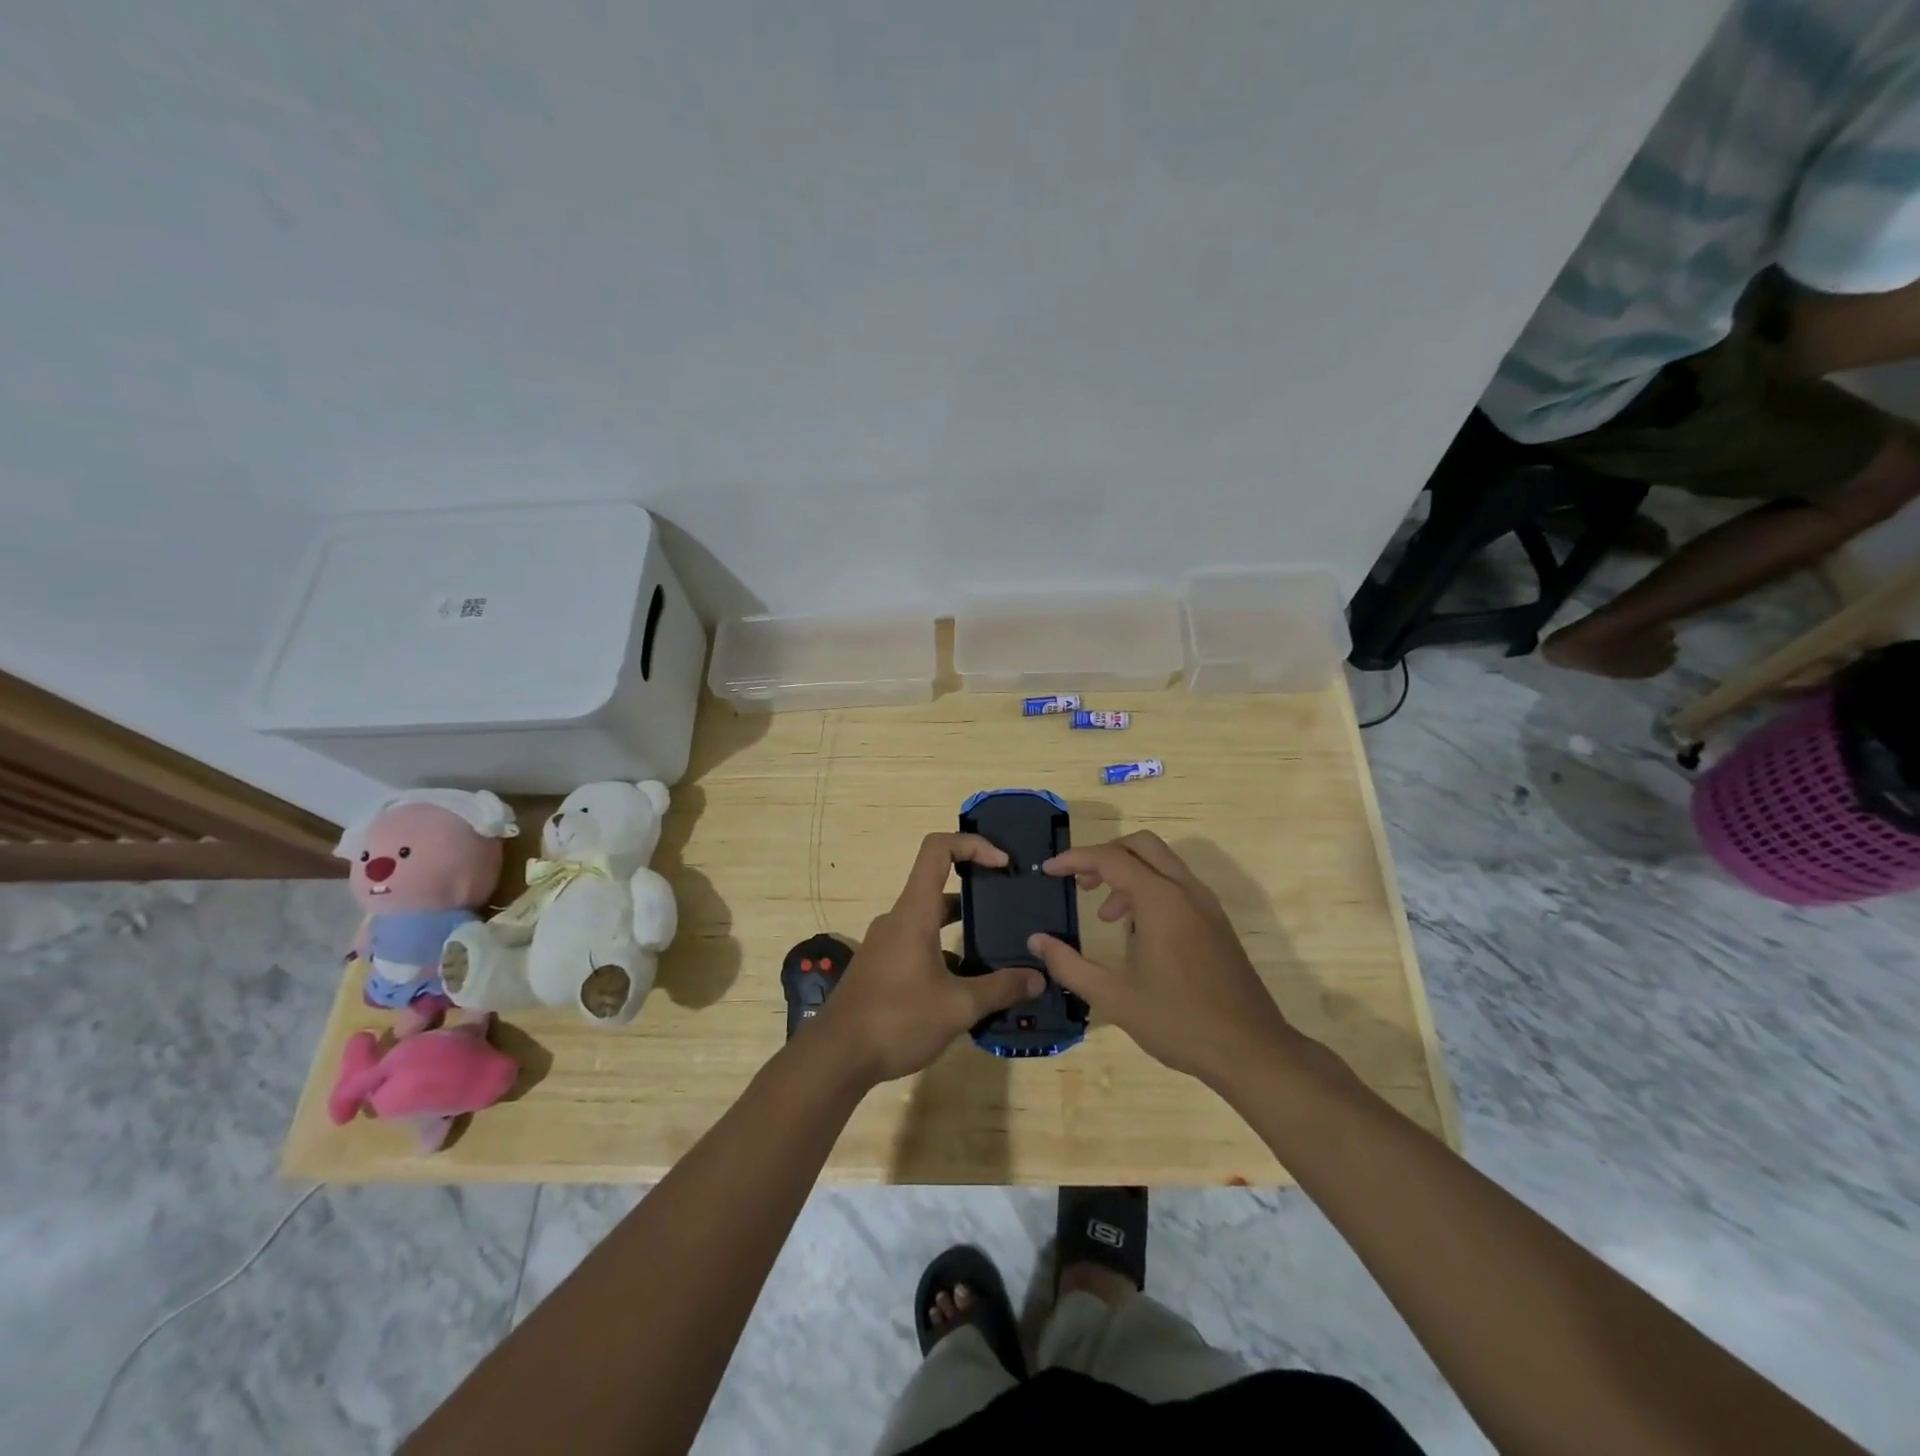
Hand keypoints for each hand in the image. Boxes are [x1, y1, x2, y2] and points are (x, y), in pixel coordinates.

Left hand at [813, 833, 1043, 1085]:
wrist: (836, 1057)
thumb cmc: (897, 1019)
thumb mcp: (958, 1006)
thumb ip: (1001, 989)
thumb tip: (1038, 978)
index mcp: (914, 912)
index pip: (938, 850)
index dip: (973, 844)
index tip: (1003, 864)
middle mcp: (898, 919)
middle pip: (939, 887)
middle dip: (977, 894)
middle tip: (1010, 911)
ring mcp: (886, 943)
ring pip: (929, 921)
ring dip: (962, 931)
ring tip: (997, 953)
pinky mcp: (880, 967)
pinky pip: (918, 945)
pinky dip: (944, 954)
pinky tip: (966, 987)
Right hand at [1028, 832, 1296, 1090]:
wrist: (1251, 1051)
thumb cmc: (1179, 1023)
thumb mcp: (1114, 997)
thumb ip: (1069, 965)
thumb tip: (1036, 941)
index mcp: (1161, 901)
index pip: (1111, 859)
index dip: (1075, 859)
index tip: (1049, 871)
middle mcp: (1186, 891)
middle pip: (1141, 845)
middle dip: (1105, 855)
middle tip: (1080, 883)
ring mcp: (1207, 905)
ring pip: (1162, 863)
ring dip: (1129, 873)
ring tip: (1106, 915)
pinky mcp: (1217, 922)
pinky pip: (1178, 885)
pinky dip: (1150, 889)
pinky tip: (1137, 932)